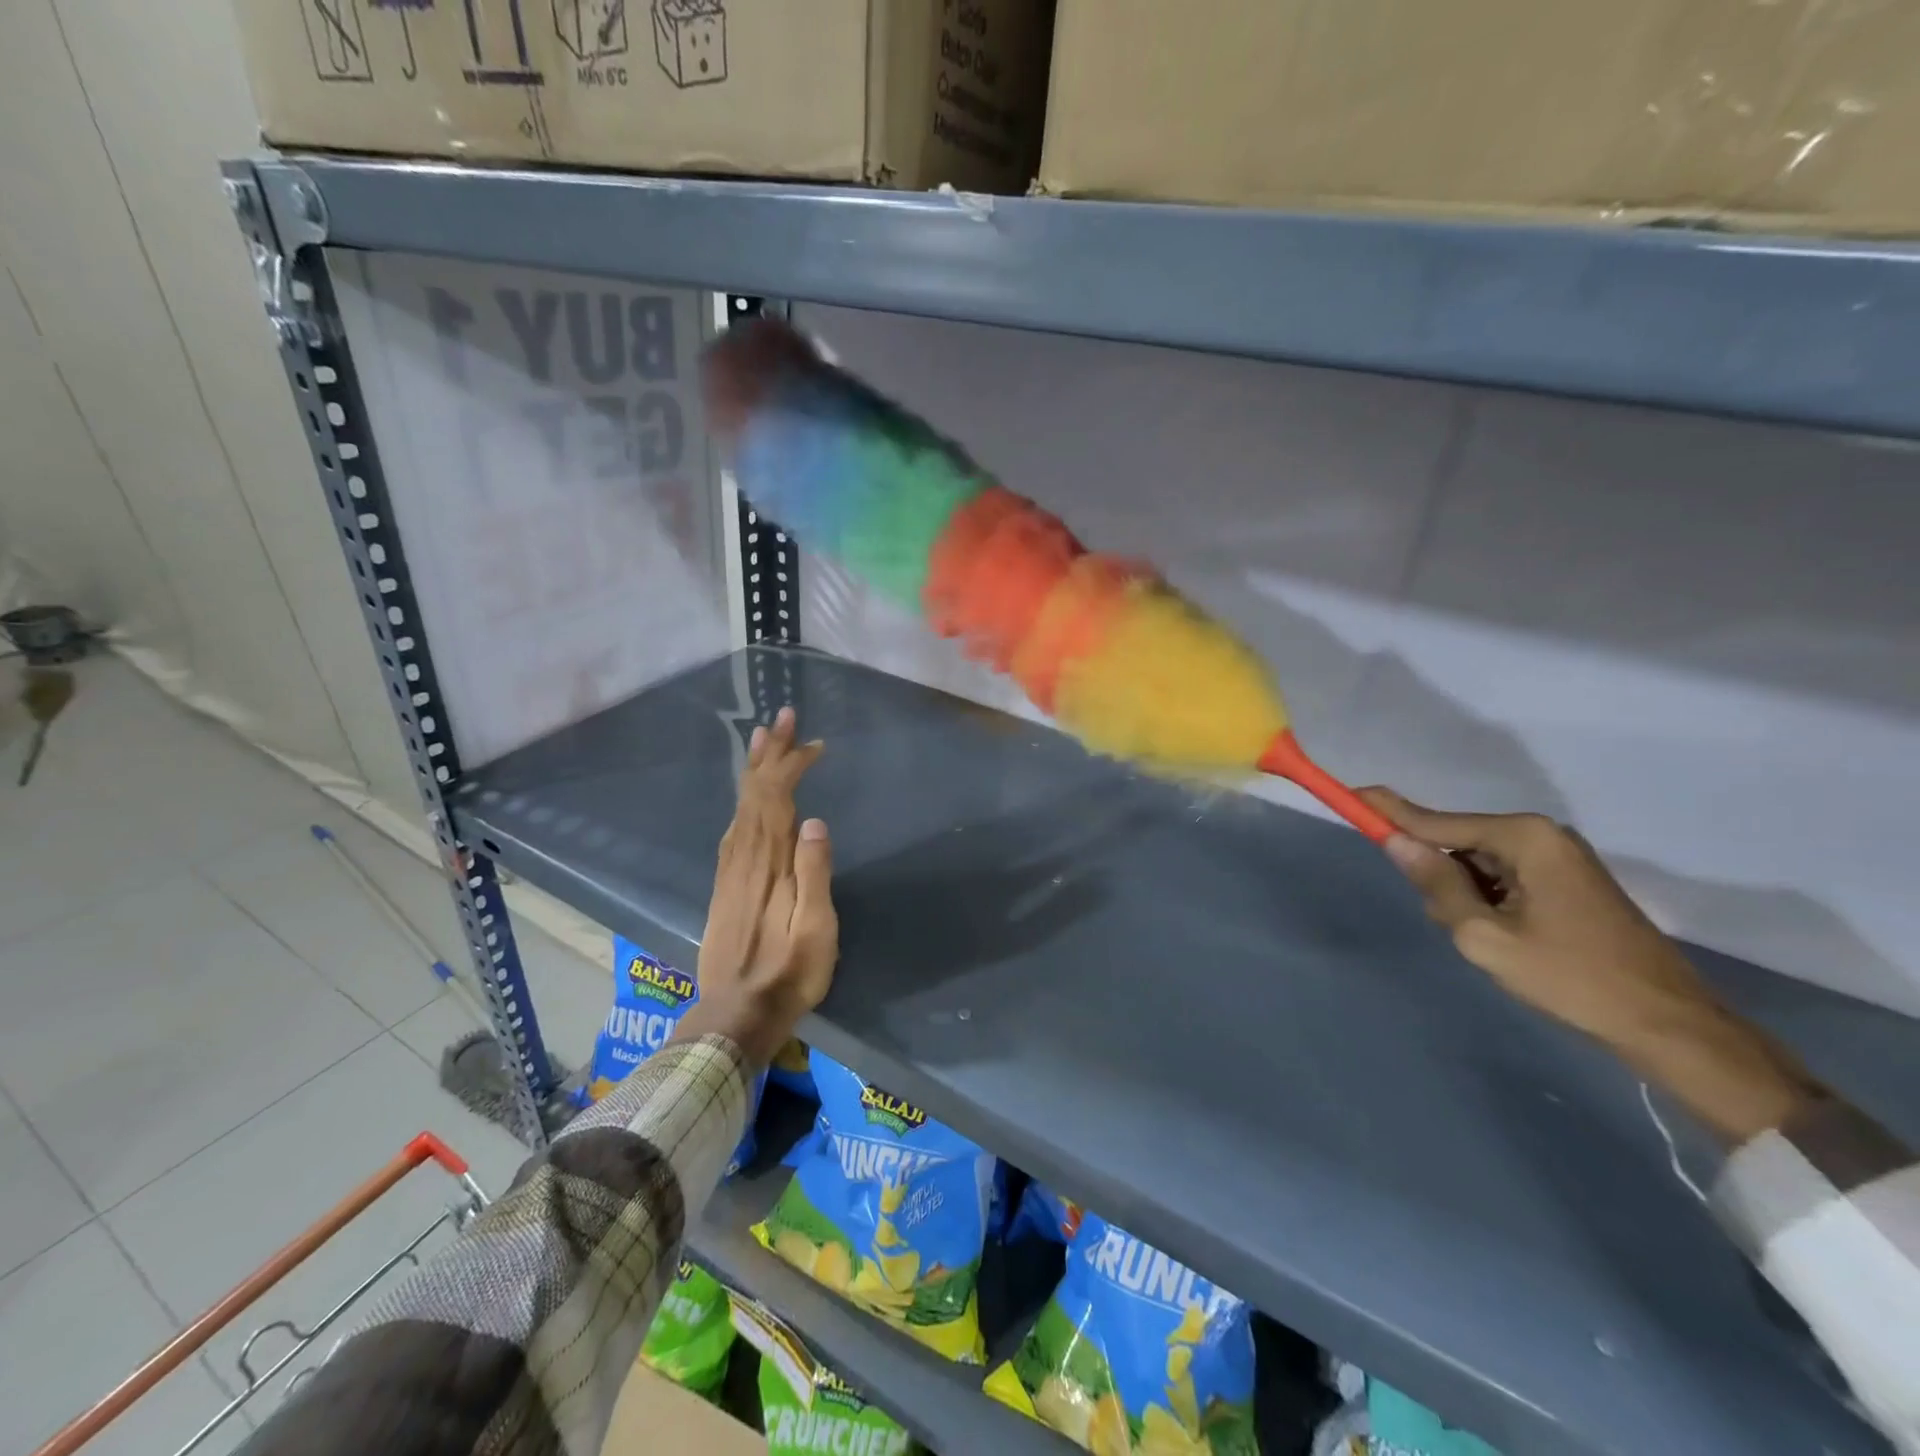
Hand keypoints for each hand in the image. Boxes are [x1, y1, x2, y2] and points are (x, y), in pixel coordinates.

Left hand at [674, 709, 837, 1064]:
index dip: (792, 765)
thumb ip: (815, 875)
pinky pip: (733, 827)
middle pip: (754, 793)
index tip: (814, 744)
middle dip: (769, 753)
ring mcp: (730, 871)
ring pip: (741, 807)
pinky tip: (749, 797)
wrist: (734, 1015)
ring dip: (753, 770)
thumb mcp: (816, 932)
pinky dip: (744, 800)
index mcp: (770, 864)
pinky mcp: (724, 885)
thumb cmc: (787, 975)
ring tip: (761, 739)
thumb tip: (814, 821)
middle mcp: (744, 858)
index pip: (777, 798)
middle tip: (782, 717)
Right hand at [1360, 788, 1822, 1143]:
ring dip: (1465, 896)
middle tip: (1454, 925)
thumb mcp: (1485, 936)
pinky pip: (1502, 877)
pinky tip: (1508, 939)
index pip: (1435, 821)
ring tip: (1492, 943)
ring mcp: (1557, 858)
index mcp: (1523, 838)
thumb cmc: (1570, 978)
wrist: (1669, 1025)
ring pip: (1476, 864)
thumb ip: (1436, 884)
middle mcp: (1541, 835)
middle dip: (1439, 876)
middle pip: (1456, 842)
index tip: (1351, 793)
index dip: (1390, 812)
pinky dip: (1487, 901)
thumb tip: (1397, 843)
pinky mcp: (1566, 882)